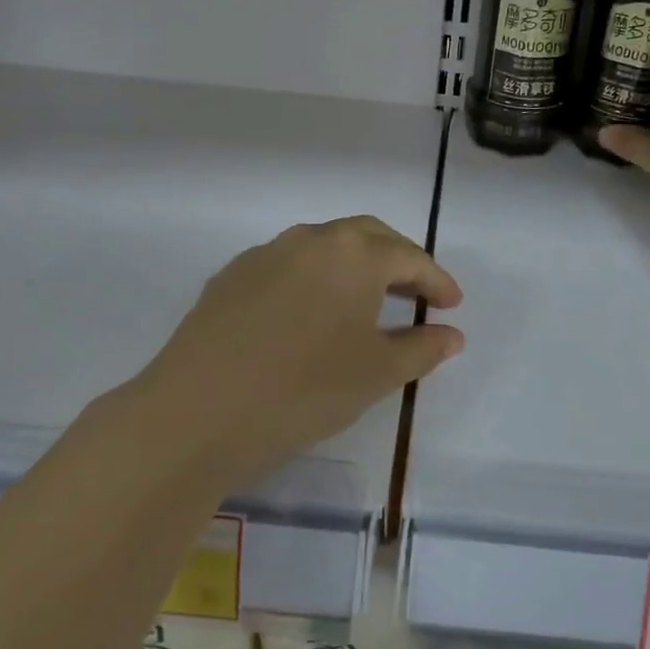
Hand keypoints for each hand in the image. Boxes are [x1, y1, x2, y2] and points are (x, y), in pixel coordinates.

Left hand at [130, 216, 463, 484]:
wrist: (196, 412)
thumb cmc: (303, 389)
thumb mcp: (376, 374)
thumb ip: (422, 348)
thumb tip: (452, 334)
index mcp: (353, 254)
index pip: (408, 256)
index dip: (436, 279)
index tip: (453, 304)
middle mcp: (309, 240)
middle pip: (366, 237)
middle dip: (398, 260)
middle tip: (416, 292)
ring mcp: (264, 254)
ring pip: (323, 247)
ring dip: (353, 266)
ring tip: (365, 302)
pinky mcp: (229, 277)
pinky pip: (286, 266)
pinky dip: (312, 280)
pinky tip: (308, 315)